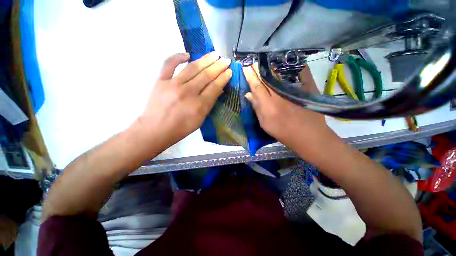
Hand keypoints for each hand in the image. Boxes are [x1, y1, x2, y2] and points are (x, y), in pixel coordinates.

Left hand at [138, 52, 231, 146]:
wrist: (155, 130)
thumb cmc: (180, 129)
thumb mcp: (200, 120)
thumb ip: (209, 104)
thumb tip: (217, 89)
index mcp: (199, 105)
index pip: (214, 87)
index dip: (223, 78)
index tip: (229, 71)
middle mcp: (188, 92)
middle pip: (206, 75)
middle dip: (218, 67)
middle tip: (225, 60)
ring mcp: (173, 84)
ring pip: (192, 68)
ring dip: (205, 60)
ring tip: (214, 54)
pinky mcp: (160, 81)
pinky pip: (169, 64)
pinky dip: (177, 56)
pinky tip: (187, 54)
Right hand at [243, 64, 328, 147]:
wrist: (307, 134)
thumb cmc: (282, 132)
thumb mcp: (265, 123)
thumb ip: (256, 108)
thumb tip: (248, 94)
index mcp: (268, 105)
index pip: (256, 86)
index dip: (250, 76)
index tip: (245, 67)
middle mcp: (279, 94)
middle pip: (267, 77)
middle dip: (258, 68)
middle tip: (252, 61)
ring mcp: (293, 90)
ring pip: (279, 73)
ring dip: (270, 66)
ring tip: (263, 60)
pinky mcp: (306, 87)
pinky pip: (298, 72)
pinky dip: (290, 65)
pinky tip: (283, 60)